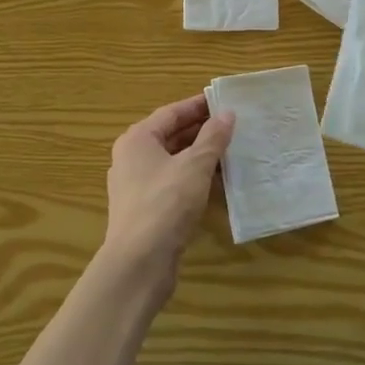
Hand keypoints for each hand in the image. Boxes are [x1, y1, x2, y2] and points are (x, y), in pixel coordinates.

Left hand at [101, 94, 234, 303]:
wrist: (139, 262)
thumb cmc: (165, 203)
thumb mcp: (195, 166)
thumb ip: (212, 138)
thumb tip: (227, 114)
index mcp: (138, 139)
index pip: (171, 113)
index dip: (198, 106)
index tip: (223, 102)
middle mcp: (131, 157)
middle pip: (170, 136)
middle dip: (201, 131)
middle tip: (232, 126)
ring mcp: (135, 185)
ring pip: (172, 161)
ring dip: (199, 156)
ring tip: (230, 152)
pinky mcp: (144, 209)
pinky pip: (171, 183)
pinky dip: (192, 178)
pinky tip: (215, 183)